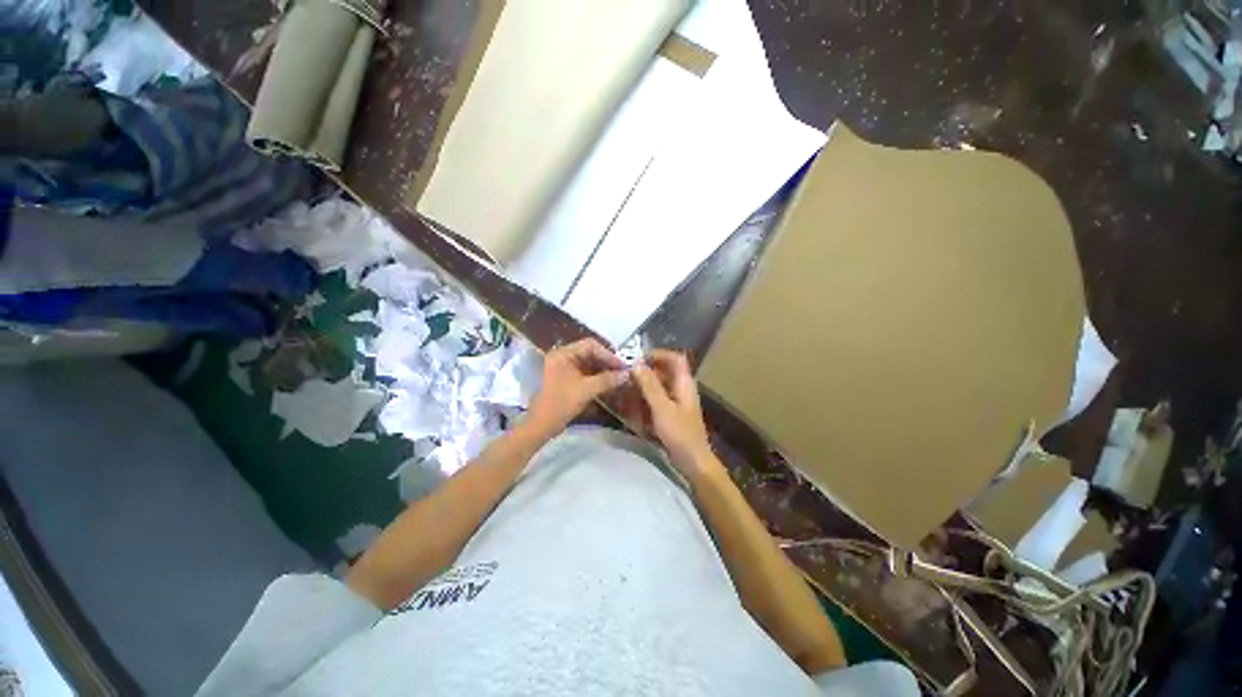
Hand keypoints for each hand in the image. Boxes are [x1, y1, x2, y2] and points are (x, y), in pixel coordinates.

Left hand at [527, 338, 627, 433]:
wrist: (540, 426)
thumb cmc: (560, 403)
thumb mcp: (586, 390)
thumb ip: (607, 380)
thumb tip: (626, 374)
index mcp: (563, 354)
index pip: (590, 346)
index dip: (608, 354)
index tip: (622, 366)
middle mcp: (562, 358)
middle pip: (589, 354)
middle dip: (607, 363)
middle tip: (623, 373)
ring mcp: (563, 369)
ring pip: (588, 365)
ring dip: (603, 372)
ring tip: (618, 379)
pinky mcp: (565, 381)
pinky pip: (584, 375)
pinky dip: (597, 379)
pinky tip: (608, 386)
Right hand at [631, 350, 716, 476]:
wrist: (693, 462)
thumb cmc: (680, 434)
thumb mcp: (662, 408)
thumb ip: (650, 386)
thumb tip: (637, 364)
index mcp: (684, 383)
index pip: (675, 358)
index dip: (658, 354)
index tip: (638, 359)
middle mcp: (681, 388)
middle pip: (664, 371)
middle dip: (645, 371)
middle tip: (626, 374)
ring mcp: (676, 401)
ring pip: (658, 385)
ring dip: (642, 385)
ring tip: (624, 388)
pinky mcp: (670, 413)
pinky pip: (655, 399)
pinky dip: (644, 399)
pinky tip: (630, 405)